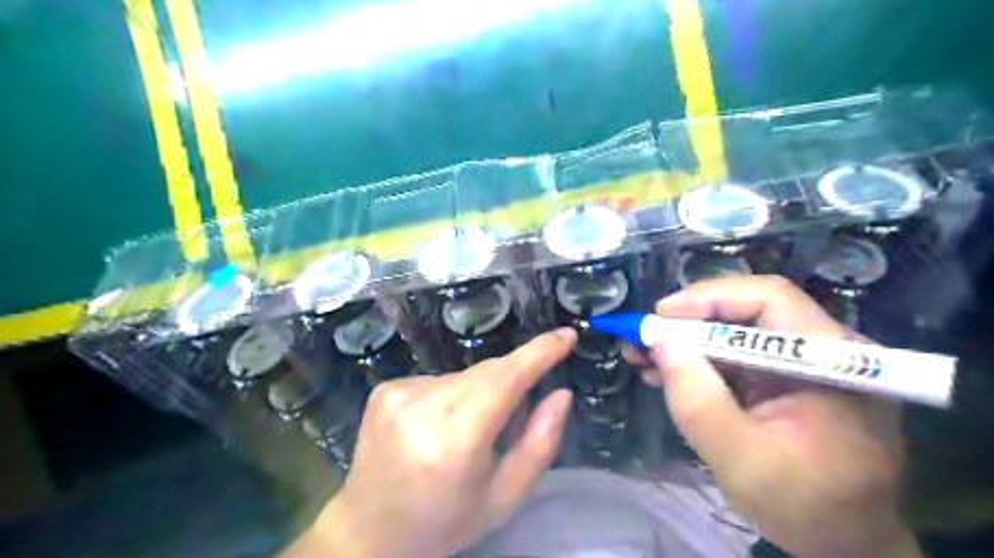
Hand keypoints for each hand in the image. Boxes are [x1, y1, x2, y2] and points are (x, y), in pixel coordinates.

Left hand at [297, 330, 574, 554]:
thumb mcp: (504, 496)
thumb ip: (540, 443)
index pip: (505, 380)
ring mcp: (398, 394)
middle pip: (487, 373)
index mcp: (455, 441)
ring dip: (480, 393)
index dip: (538, 353)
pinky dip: (452, 396)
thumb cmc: (445, 521)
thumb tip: (560, 393)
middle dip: (512, 382)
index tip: (565, 335)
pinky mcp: (385, 388)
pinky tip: (437, 427)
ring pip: (465, 376)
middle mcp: (422, 407)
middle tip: (515, 416)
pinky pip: (439, 379)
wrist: (370, 532)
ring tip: (469, 433)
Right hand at [627, 277, 924, 557]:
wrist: (844, 543)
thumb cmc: (804, 507)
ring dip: (686, 341)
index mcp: (832, 361)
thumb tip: (661, 341)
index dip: (710, 297)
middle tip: (642, 337)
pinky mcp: (786, 377)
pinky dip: (698, 360)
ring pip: (735, 331)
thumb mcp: (740, 459)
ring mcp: (804, 362)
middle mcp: (824, 349)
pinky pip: (736, 355)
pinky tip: (665, 372)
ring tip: (642, 356)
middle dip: (688, 322)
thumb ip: (698, 401)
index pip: (770, 299)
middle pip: (748, 311)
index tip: (660, 316)